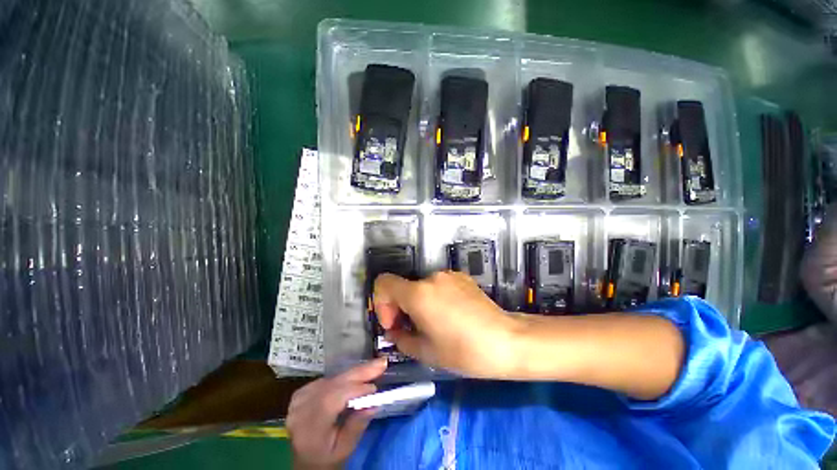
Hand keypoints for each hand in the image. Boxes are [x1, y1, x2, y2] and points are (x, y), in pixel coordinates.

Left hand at [287, 359, 386, 468]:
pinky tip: (357, 375)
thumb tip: (374, 404)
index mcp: (309, 430)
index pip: (331, 401)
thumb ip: (357, 426)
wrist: (305, 460)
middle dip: (359, 373)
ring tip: (374, 367)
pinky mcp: (302, 392)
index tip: (374, 387)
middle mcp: (301, 410)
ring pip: (332, 379)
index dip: (353, 390)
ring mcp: (299, 399)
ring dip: (355, 372)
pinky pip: (328, 379)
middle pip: (332, 385)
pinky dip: (344, 376)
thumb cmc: (327, 458)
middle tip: (381, 363)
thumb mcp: (344, 449)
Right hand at [372, 271, 517, 377]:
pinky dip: (436, 298)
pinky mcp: (462, 277)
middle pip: (404, 287)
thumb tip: (395, 331)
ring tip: (435, 324)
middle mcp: (432, 277)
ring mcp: (449, 275)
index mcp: (418, 293)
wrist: (506, 340)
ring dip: (420, 303)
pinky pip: (439, 285)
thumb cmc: (463, 351)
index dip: (381, 303)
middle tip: (414, 330)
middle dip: (402, 308)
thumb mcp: (426, 351)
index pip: (383, 283)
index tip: (394, 323)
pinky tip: (452, 315)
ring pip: (422, 287)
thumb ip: (401, 338)